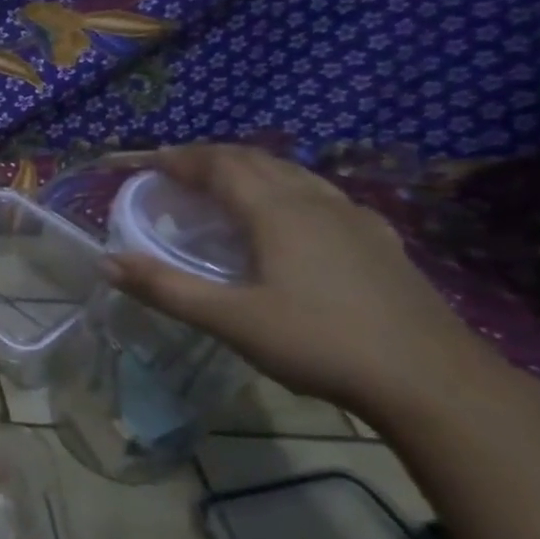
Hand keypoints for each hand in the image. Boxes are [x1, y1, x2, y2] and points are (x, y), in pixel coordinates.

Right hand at [102, 145, 502, 418]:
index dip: (177, 158)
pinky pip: (320, 195)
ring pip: (292, 173)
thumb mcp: (230, 320)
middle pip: (255, 160)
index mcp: (277, 212)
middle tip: (172, 172)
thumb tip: (106, 262)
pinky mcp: (379, 241)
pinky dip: (285, 189)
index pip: (219, 165)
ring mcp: (355, 218)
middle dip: (208, 158)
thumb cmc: (320, 343)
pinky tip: (288, 217)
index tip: (142, 162)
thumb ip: (165, 287)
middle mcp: (316, 202)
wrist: (433, 381)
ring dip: (248, 170)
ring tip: (220, 187)